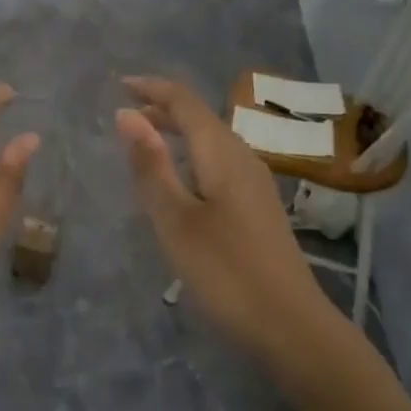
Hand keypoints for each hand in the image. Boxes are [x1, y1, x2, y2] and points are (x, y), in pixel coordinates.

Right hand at [116, 76, 341, 357]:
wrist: (291, 326)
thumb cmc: (226, 272)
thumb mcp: (175, 219)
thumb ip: (151, 165)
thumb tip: (126, 114)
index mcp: (223, 154)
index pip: (185, 102)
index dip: (152, 88)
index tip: (119, 85)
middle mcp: (243, 158)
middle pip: (201, 118)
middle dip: (163, 108)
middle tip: (125, 113)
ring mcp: (255, 184)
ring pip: (211, 141)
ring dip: (177, 132)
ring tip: (144, 140)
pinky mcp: (257, 208)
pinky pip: (218, 163)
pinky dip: (190, 157)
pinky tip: (178, 180)